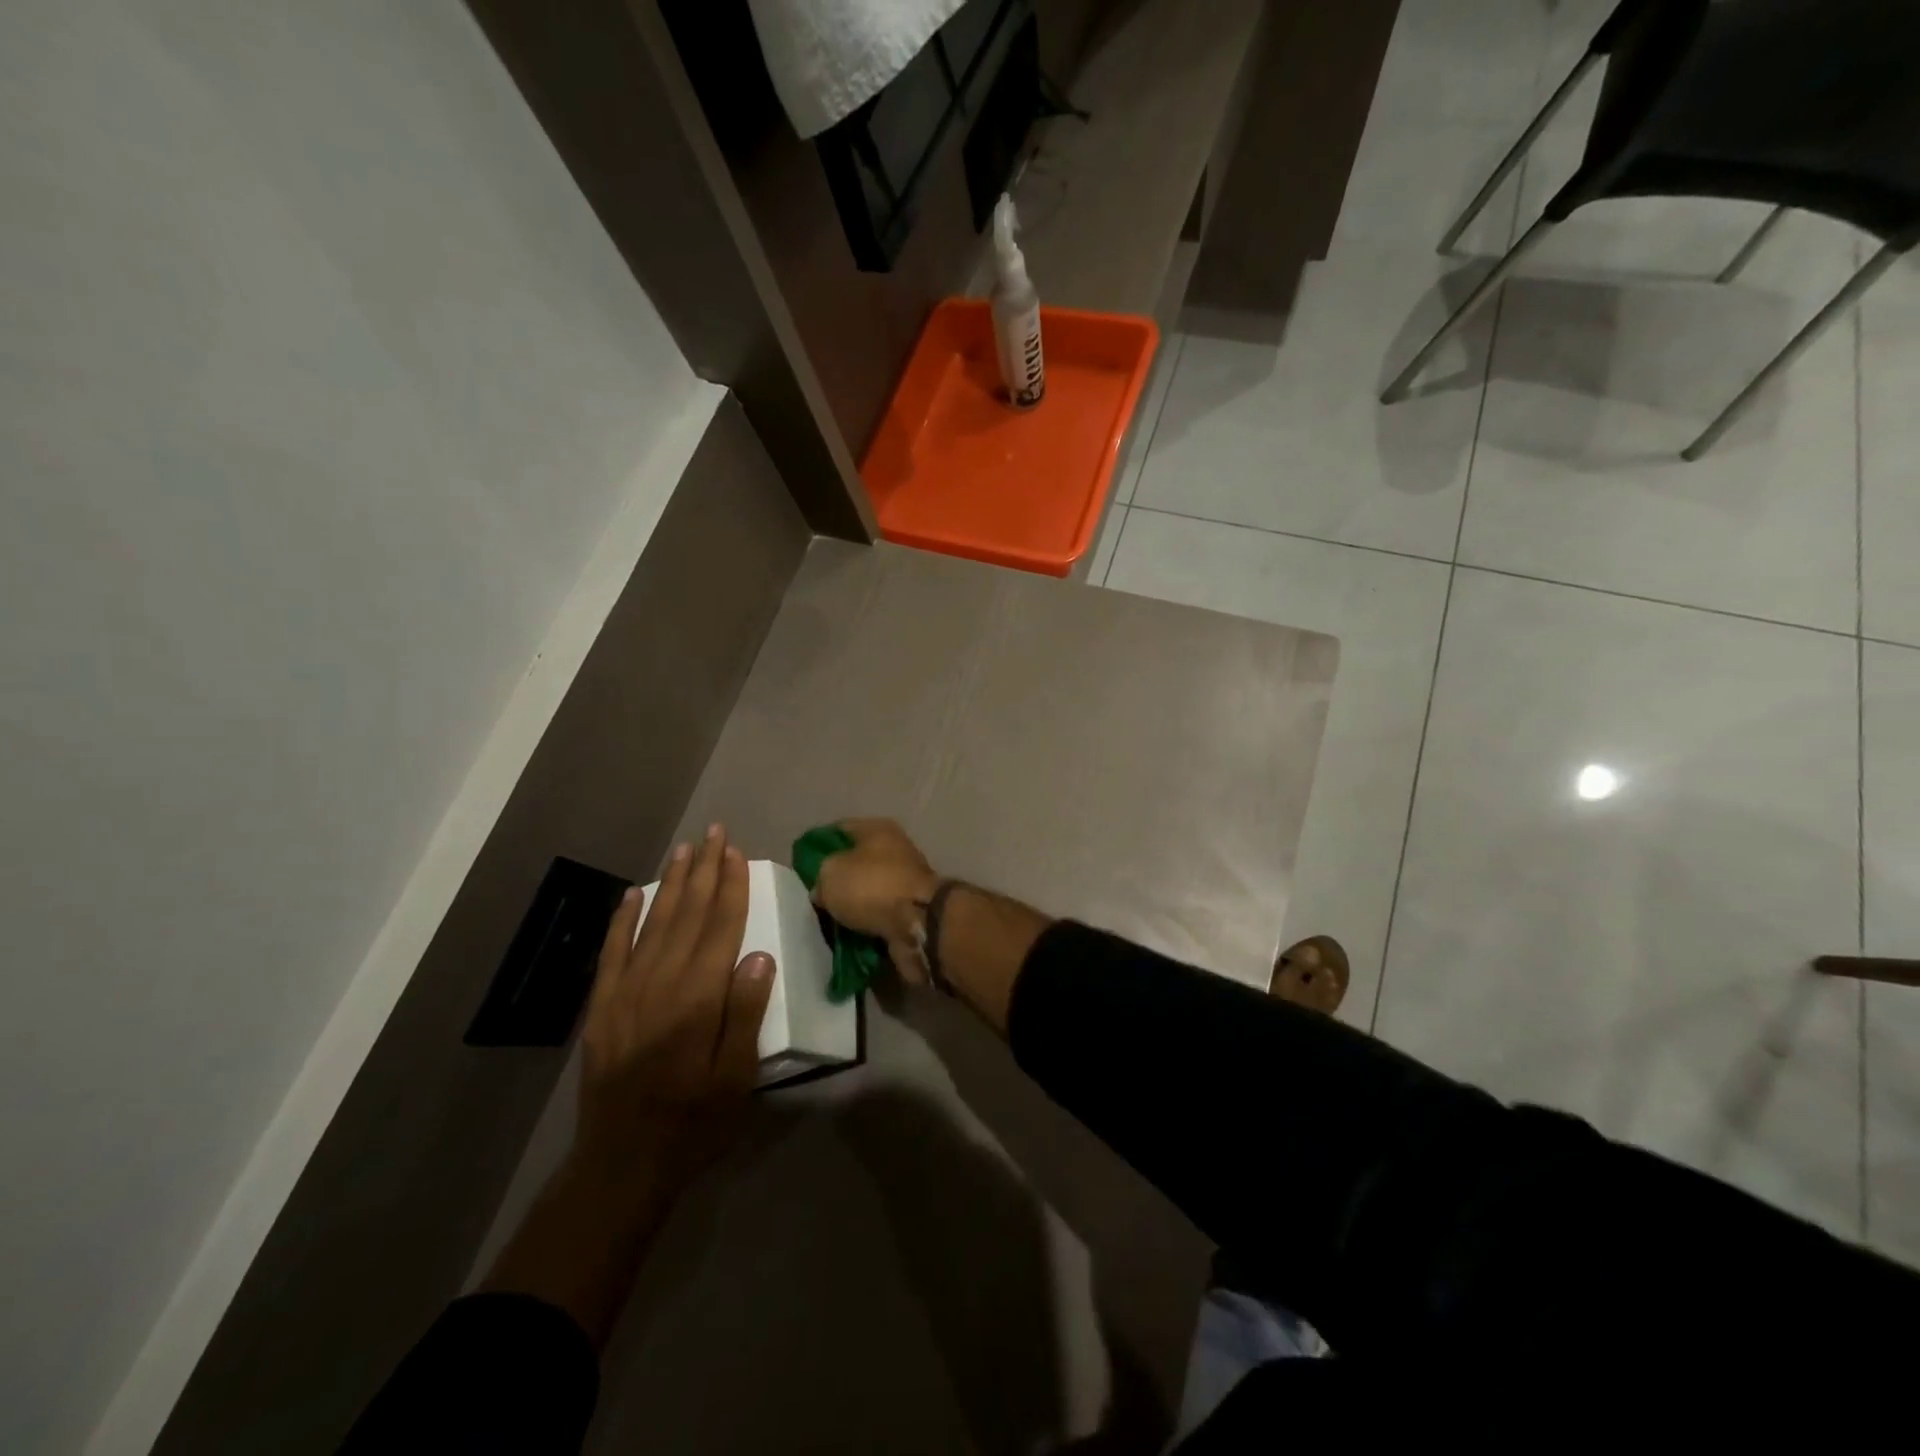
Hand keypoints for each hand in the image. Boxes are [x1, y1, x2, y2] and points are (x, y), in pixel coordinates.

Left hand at [574, 825, 774, 1193]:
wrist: (621, 1163)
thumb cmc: (694, 1121)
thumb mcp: (737, 1076)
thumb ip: (746, 1012)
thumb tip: (759, 954)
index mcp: (699, 997)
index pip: (721, 926)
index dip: (730, 886)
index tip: (736, 852)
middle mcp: (661, 983)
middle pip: (688, 914)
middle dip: (703, 871)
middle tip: (713, 833)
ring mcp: (626, 992)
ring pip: (653, 923)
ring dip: (670, 884)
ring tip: (683, 851)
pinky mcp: (602, 1008)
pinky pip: (612, 952)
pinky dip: (622, 920)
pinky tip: (632, 895)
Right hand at [812, 819, 939, 983]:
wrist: (918, 923)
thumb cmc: (871, 886)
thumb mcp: (830, 873)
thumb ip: (820, 875)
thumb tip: (823, 890)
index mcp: (877, 829)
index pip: (839, 829)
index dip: (818, 846)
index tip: (801, 867)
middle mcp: (895, 849)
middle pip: (856, 862)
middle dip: (836, 880)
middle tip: (814, 898)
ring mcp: (905, 880)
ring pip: (868, 890)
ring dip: (852, 905)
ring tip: (828, 921)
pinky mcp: (910, 908)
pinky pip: (879, 914)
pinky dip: (866, 924)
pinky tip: (847, 935)